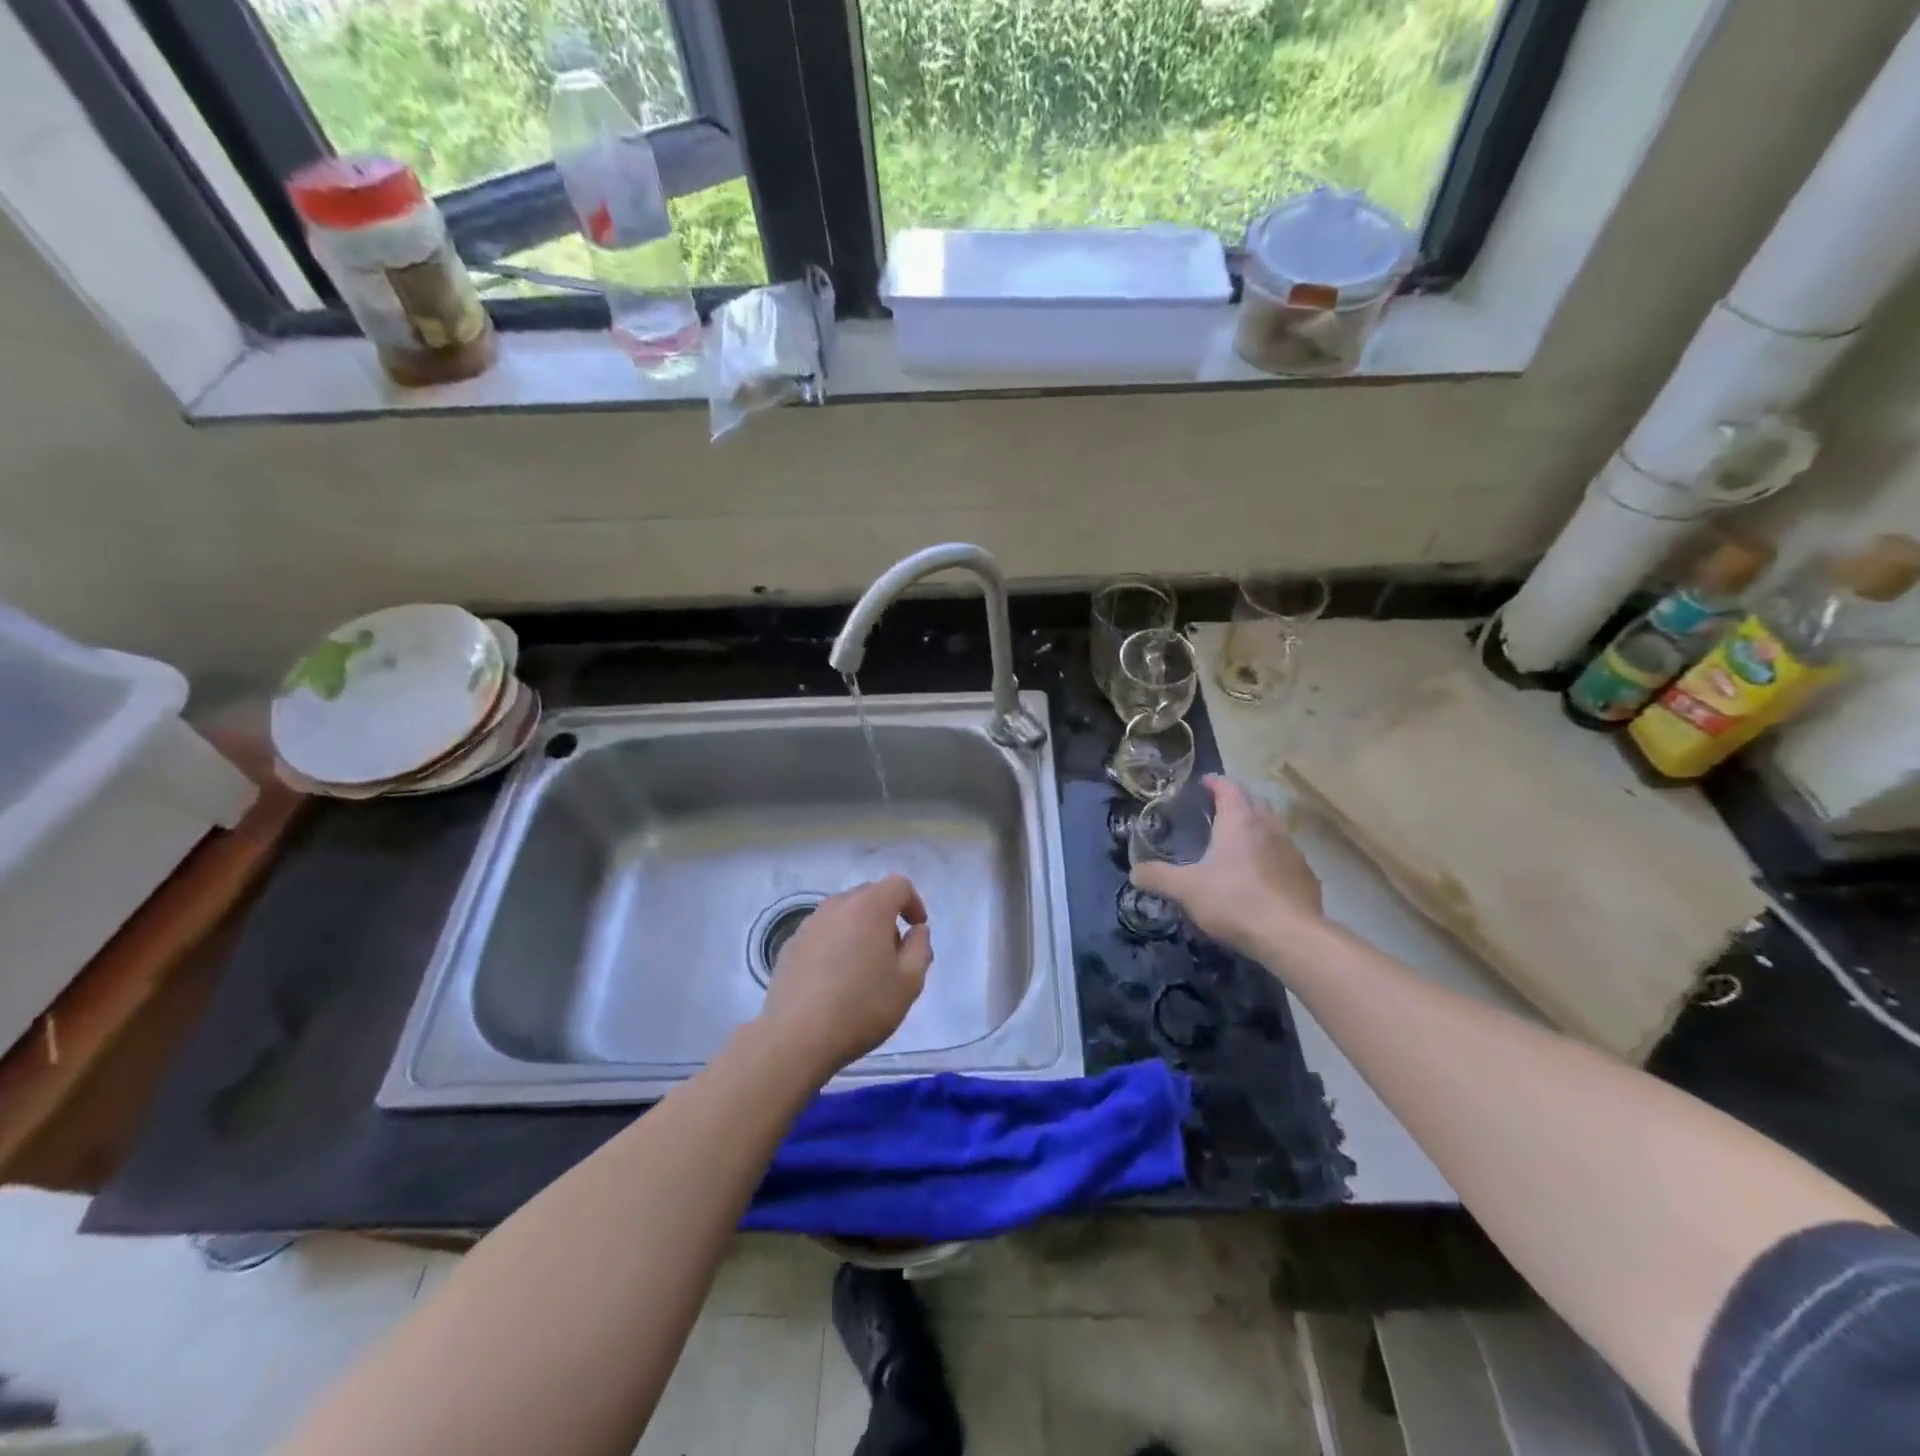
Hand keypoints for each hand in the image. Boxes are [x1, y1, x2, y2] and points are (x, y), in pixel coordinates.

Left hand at [756, 875, 932, 1079]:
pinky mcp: (790, 945)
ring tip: (863, 966)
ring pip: (843, 913)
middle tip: (893, 951)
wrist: (796, 1037)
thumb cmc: (862, 1007)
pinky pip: (822, 932)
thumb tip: (916, 930)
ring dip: (859, 928)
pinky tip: (834, 978)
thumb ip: (920, 948)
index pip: (898, 885)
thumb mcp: (909, 983)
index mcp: (870, 908)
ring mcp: (809, 924)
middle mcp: (837, 906)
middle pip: (869, 894)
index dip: (913, 903)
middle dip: (886, 914)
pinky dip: (835, 942)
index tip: (916, 930)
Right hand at [1131, 775, 1322, 956]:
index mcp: (1239, 821)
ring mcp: (1292, 850)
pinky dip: (1270, 854)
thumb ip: (1158, 877)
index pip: (1228, 788)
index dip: (1215, 782)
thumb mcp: (1186, 890)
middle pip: (1253, 801)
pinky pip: (1284, 854)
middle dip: (1236, 800)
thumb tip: (1135, 872)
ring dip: (1255, 827)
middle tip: (1216, 810)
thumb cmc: (1234, 901)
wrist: (1291, 936)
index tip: (1203, 783)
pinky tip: (1260, 875)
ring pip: (1272, 827)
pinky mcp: (1305, 875)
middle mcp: (1269, 826)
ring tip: (1236, 842)